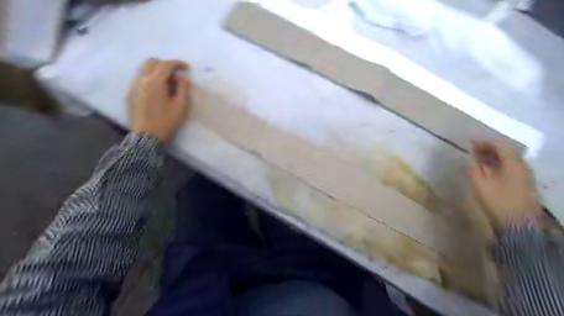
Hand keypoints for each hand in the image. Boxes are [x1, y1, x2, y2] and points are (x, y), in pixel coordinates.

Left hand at [127, 59, 188, 142]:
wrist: (147, 136)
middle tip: (176, 73)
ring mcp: (133, 87)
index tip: (187, 67)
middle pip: (152, 63)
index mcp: (155, 82)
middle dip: (165, 64)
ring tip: (167, 81)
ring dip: (156, 71)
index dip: (177, 63)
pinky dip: (149, 79)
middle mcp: (142, 80)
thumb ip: (183, 89)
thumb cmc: (167, 121)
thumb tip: (182, 78)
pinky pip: (139, 79)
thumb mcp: (181, 106)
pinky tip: (157, 90)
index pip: (166, 65)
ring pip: (144, 70)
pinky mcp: (130, 94)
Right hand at [468, 141, 541, 229]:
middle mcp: (522, 166)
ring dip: (493, 156)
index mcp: (513, 164)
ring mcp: (525, 175)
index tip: (470, 142)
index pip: (500, 145)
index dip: (485, 141)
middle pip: (506, 150)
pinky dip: (497, 164)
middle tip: (472, 149)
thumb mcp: (481, 185)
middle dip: (488, 148)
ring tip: (477, 158)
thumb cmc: (498, 202)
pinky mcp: (523, 183)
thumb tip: (470, 159)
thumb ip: (474, 169)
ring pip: (508, 159)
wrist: (519, 225)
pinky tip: (487, 169)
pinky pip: (510, 167)